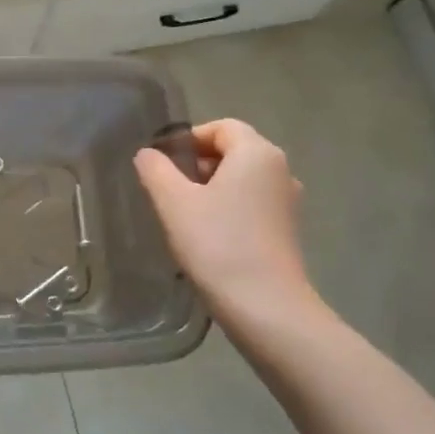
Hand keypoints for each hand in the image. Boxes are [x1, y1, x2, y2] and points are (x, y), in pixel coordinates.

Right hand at [134, 119, 314, 332]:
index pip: (222, 127)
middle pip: (234, 151)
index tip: (162, 162)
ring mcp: (287, 202)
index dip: (189, 138)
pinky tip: (206, 236)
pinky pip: (252, 204)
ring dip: (211, 188)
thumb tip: (148, 154)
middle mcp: (280, 170)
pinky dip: (228, 209)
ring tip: (182, 214)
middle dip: (198, 163)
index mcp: (257, 153)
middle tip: (167, 188)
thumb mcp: (173, 202)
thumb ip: (155, 170)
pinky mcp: (286, 230)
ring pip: (242, 180)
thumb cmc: (217, 244)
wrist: (265, 306)